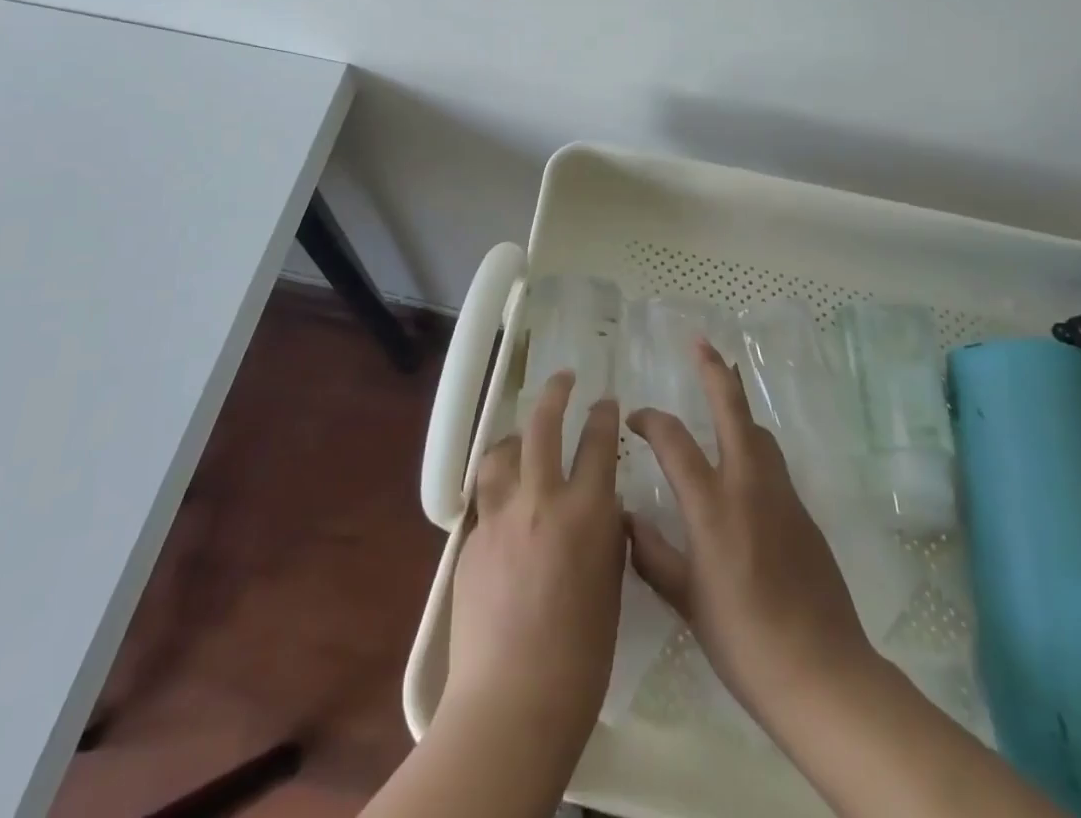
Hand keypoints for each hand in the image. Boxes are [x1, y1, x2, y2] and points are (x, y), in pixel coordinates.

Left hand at [442, 371, 625, 760]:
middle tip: (563, 378)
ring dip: (513, 439)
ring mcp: (500, 517)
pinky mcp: (471, 541)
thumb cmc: (581, 658)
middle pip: (542, 426)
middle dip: (555, 393)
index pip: (597, 443)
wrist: (512, 702)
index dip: (602, 415)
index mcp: (585, 513)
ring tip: (519, 439)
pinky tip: (503, 509)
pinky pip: (485, 501)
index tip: (605, 400)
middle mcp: (540, 500)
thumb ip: (604, 538)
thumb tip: (599, 510)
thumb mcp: (609, 587)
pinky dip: (497, 492)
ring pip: (500, 453)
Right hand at [626, 340, 874, 732]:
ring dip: (737, 406)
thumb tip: (627, 520)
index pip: (673, 441)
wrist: (823, 673)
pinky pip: (772, 461)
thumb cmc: (744, 641)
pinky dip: (753, 443)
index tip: (634, 421)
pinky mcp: (804, 511)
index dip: (650, 421)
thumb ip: (654, 555)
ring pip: (758, 431)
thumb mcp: (688, 602)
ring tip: (721, 393)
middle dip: (714, 372)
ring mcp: (782, 495)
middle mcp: (748, 485)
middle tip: (700, 343)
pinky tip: (743, 462)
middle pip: (732, 409)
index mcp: (712, 506)